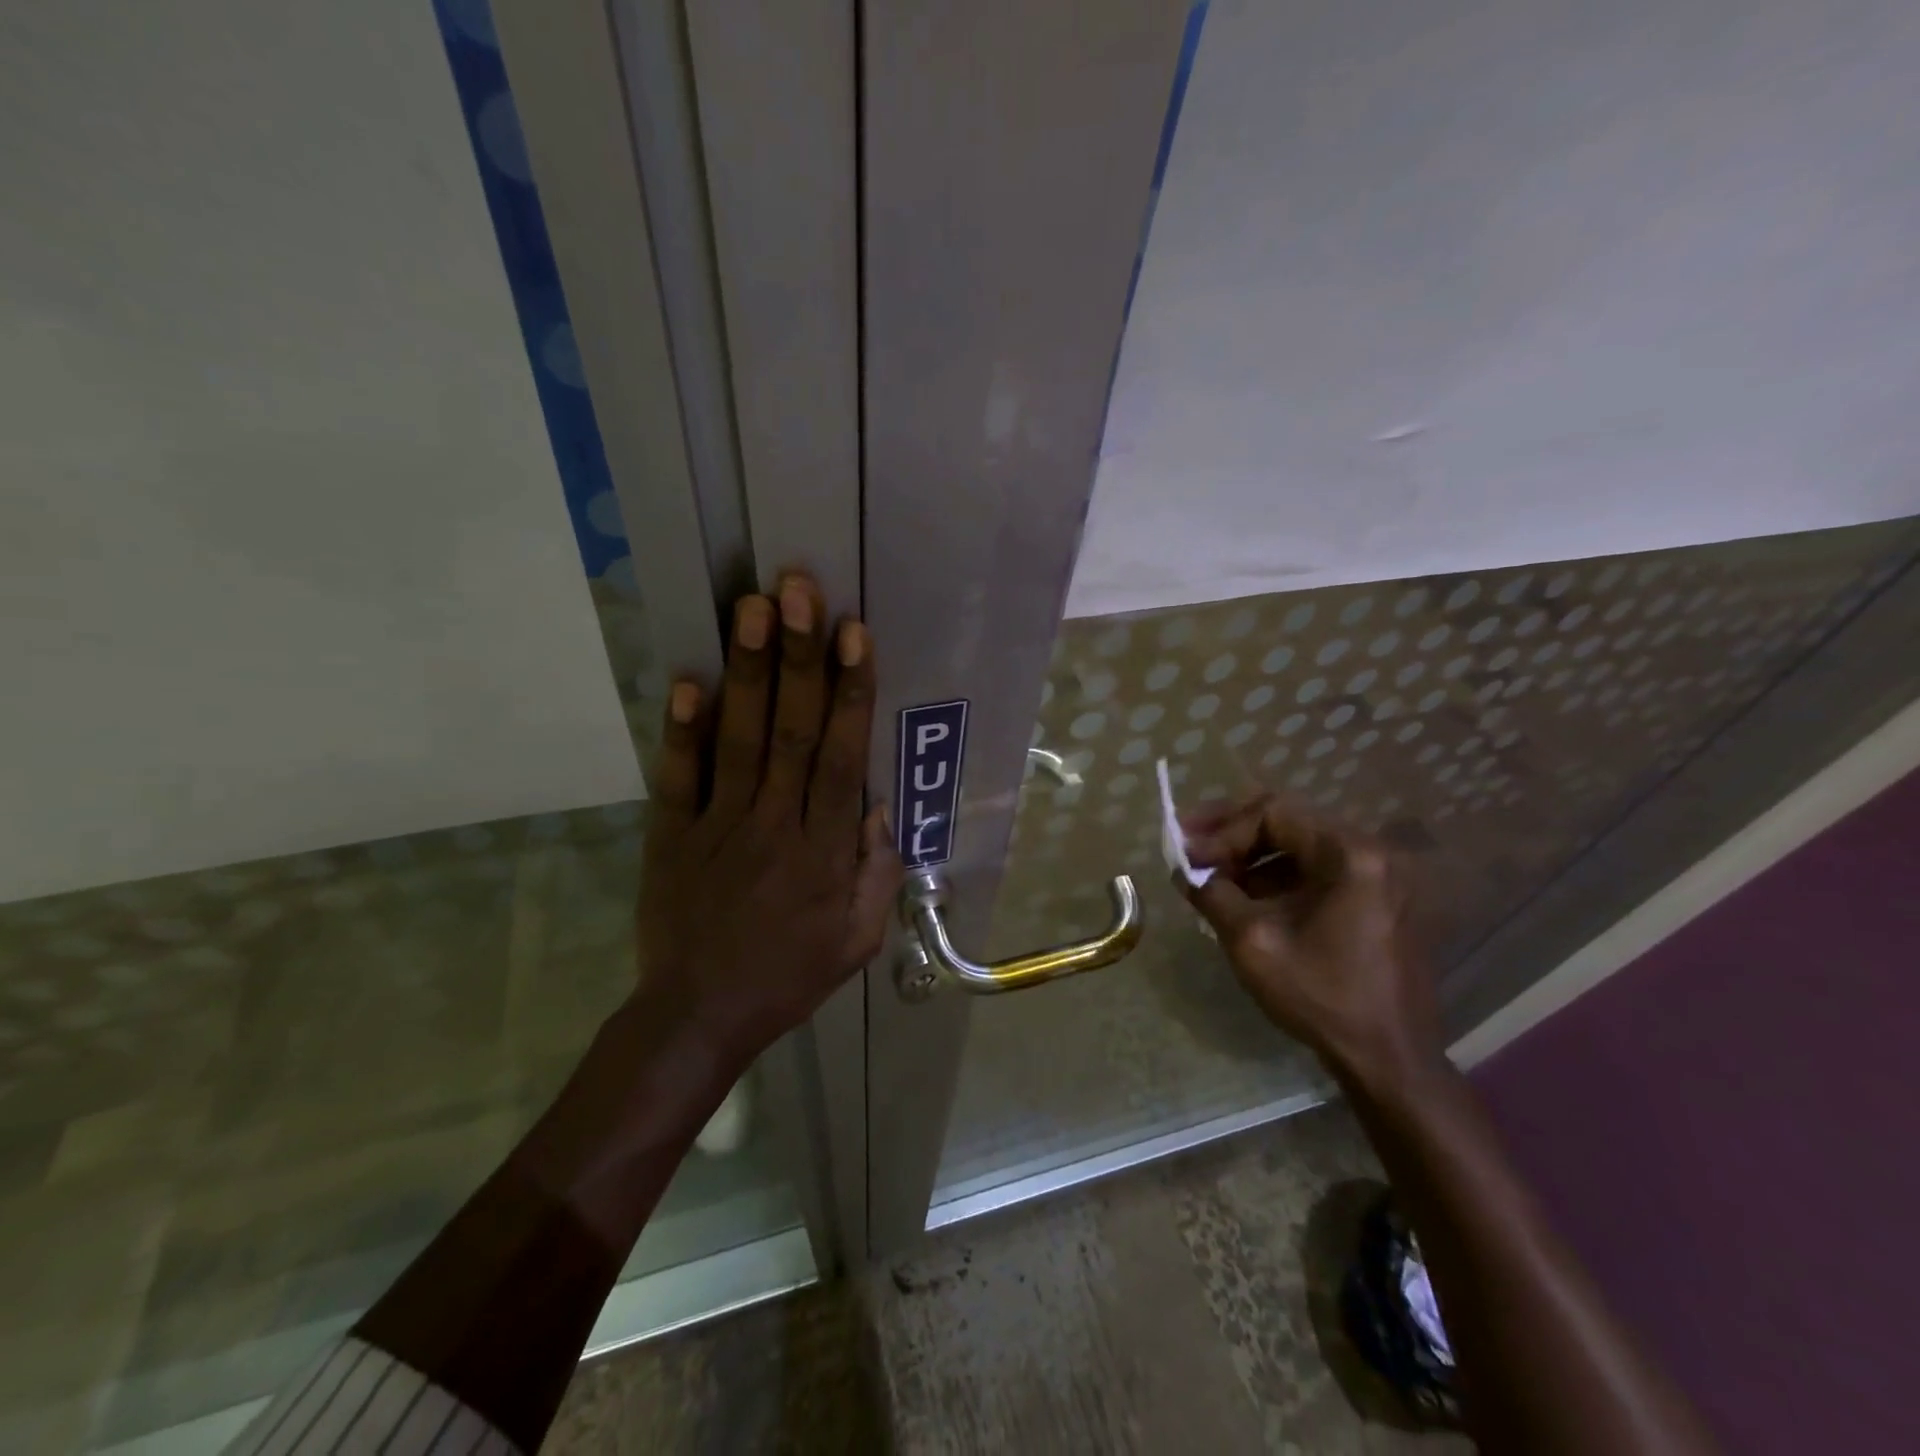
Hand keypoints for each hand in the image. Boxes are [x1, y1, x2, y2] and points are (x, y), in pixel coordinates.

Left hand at [636, 572, 902, 1055]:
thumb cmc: (789, 976)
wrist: (699, 1016)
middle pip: (791, 731)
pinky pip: (678, 777)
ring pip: (739, 739)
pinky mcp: (671, 835)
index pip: (841, 758)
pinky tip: (688, 679)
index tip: (854, 634)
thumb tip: (877, 804)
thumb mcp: (857, 940)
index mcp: (823, 852)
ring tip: (752, 608)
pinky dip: (681, 729)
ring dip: (748, 671)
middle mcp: (774, 825)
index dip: (850, 692)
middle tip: (798, 590)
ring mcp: (717, 826)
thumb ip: (875, 873)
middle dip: (799, 657)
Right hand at [1181, 795, 1441, 1086]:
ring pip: (1300, 846)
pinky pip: (1317, 871)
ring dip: (1252, 858)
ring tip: (1211, 878)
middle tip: (1190, 847)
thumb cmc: (1322, 997)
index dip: (1224, 830)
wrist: (1389, 1060)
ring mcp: (1379, 877)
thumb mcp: (1252, 941)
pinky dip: (1277, 878)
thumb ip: (1212, 894)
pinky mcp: (1377, 900)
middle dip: (1233, 834)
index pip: (1274, 813)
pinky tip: (1245, 899)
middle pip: (1289, 822)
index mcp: (1350, 855)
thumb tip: (1184, 870)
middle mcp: (1371, 853)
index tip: (1188, 854)